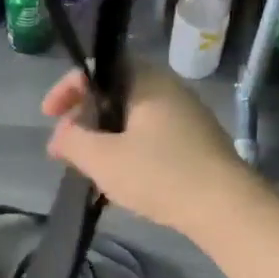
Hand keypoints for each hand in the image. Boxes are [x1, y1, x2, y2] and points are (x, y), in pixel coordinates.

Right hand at [42, 61, 251, 234]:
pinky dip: (126, 150)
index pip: (98, 68)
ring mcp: (186, 117)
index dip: (67, 88)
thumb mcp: (102, 159)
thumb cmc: (160, 174)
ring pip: (131, 118)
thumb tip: (60, 136)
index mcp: (147, 81)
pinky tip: (119, 181)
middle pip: (114, 93)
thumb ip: (72, 141)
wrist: (228, 209)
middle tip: (66, 146)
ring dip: (104, 138)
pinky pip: (150, 137)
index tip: (50, 116)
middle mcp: (168, 90)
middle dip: (84, 118)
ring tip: (88, 168)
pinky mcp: (196, 144)